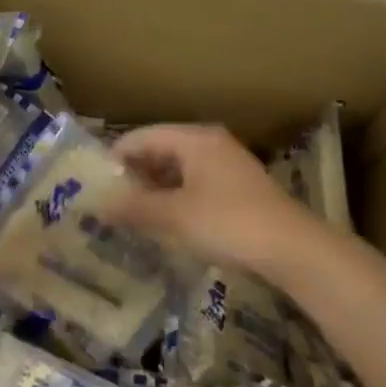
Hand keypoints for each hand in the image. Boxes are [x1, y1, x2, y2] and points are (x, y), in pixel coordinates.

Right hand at [109, 124, 327, 276]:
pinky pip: (194, 185)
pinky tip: (163, 223)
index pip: (142, 137)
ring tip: (130, 215)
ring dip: (153, 190)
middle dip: (133, 175)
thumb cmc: (228, 223)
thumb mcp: (174, 216)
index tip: (92, 184)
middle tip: (107, 201)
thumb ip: (133, 207)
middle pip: (160, 151)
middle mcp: (210, 144)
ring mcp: (227, 166)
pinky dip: (174, 199)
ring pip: (177, 170)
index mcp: (194, 139)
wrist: (293, 249)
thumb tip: (96, 204)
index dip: (115, 158)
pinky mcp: (238, 190)